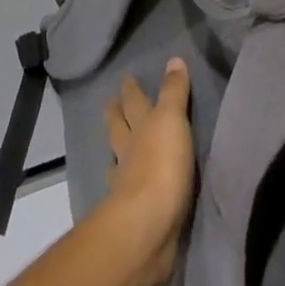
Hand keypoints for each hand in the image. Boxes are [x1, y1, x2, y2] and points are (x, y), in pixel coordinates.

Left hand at [99, 60, 194, 285]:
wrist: (147, 227)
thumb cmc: (162, 166)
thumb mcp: (172, 120)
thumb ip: (174, 92)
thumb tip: (174, 58)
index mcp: (140, 127)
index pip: (135, 102)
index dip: (131, 90)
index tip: (124, 78)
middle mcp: (129, 151)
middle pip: (119, 127)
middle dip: (116, 114)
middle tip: (110, 103)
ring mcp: (127, 183)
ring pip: (119, 158)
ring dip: (117, 149)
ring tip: (115, 145)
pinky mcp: (133, 212)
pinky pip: (126, 190)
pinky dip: (124, 182)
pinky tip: (122, 185)